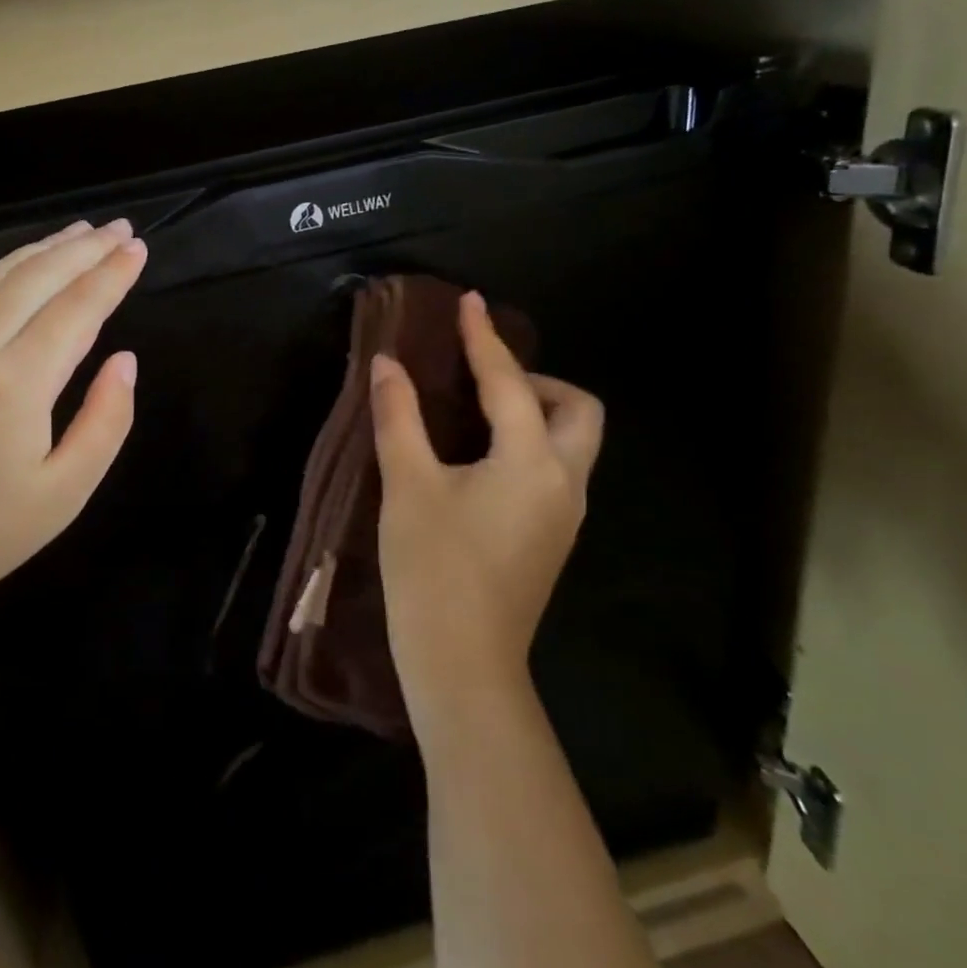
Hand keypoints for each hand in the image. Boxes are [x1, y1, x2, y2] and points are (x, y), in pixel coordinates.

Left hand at [0, 218, 145, 626]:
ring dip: (38, 249)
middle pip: (38, 277)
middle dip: (84, 249)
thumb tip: (125, 360)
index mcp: (19, 381)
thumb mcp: (64, 493)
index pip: (78, 308)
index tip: (137, 248)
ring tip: (74, 234)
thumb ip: (105, 421)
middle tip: (118, 228)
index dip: (112, 275)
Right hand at [371, 291, 603, 726]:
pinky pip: (554, 469)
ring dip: (535, 412)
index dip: (484, 339)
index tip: (469, 302)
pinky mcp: (551, 538)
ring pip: (572, 442)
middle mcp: (563, 482)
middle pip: (578, 410)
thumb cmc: (432, 569)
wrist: (462, 665)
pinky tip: (479, 457)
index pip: (510, 383)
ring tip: (475, 412)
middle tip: (482, 380)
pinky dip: (528, 444)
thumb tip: (388, 364)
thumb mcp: (407, 485)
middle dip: (537, 381)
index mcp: (532, 462)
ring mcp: (564, 515)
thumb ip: (399, 417)